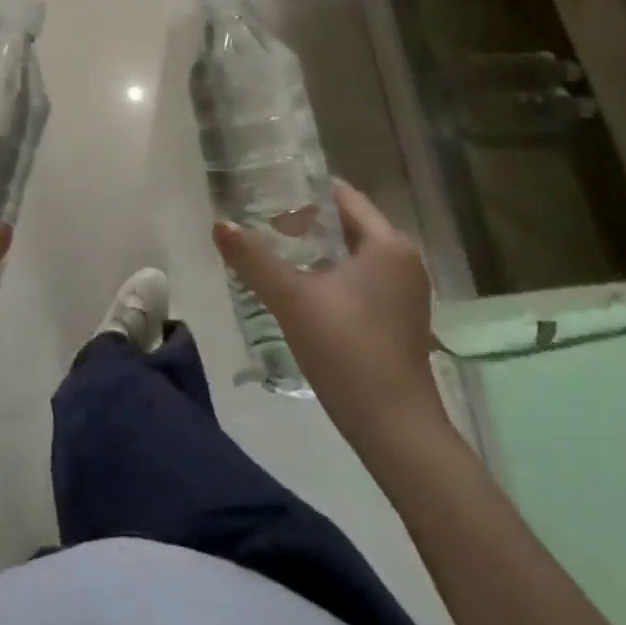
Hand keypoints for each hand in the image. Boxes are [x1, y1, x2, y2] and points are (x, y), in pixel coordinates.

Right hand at [212, 178, 444, 447]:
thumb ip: (254, 259)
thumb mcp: (292, 300)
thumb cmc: (348, 351)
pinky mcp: (400, 319)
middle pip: (347, 223)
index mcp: (387, 243)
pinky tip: (302, 289)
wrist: (396, 432)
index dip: (304, 192)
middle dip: (306, 222)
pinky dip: (332, 274)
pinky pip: (361, 278)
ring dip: (317, 250)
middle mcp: (403, 259)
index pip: (343, 196)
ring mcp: (405, 292)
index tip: (267, 192)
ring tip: (275, 252)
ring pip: (353, 253)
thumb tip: (220, 225)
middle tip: (263, 224)